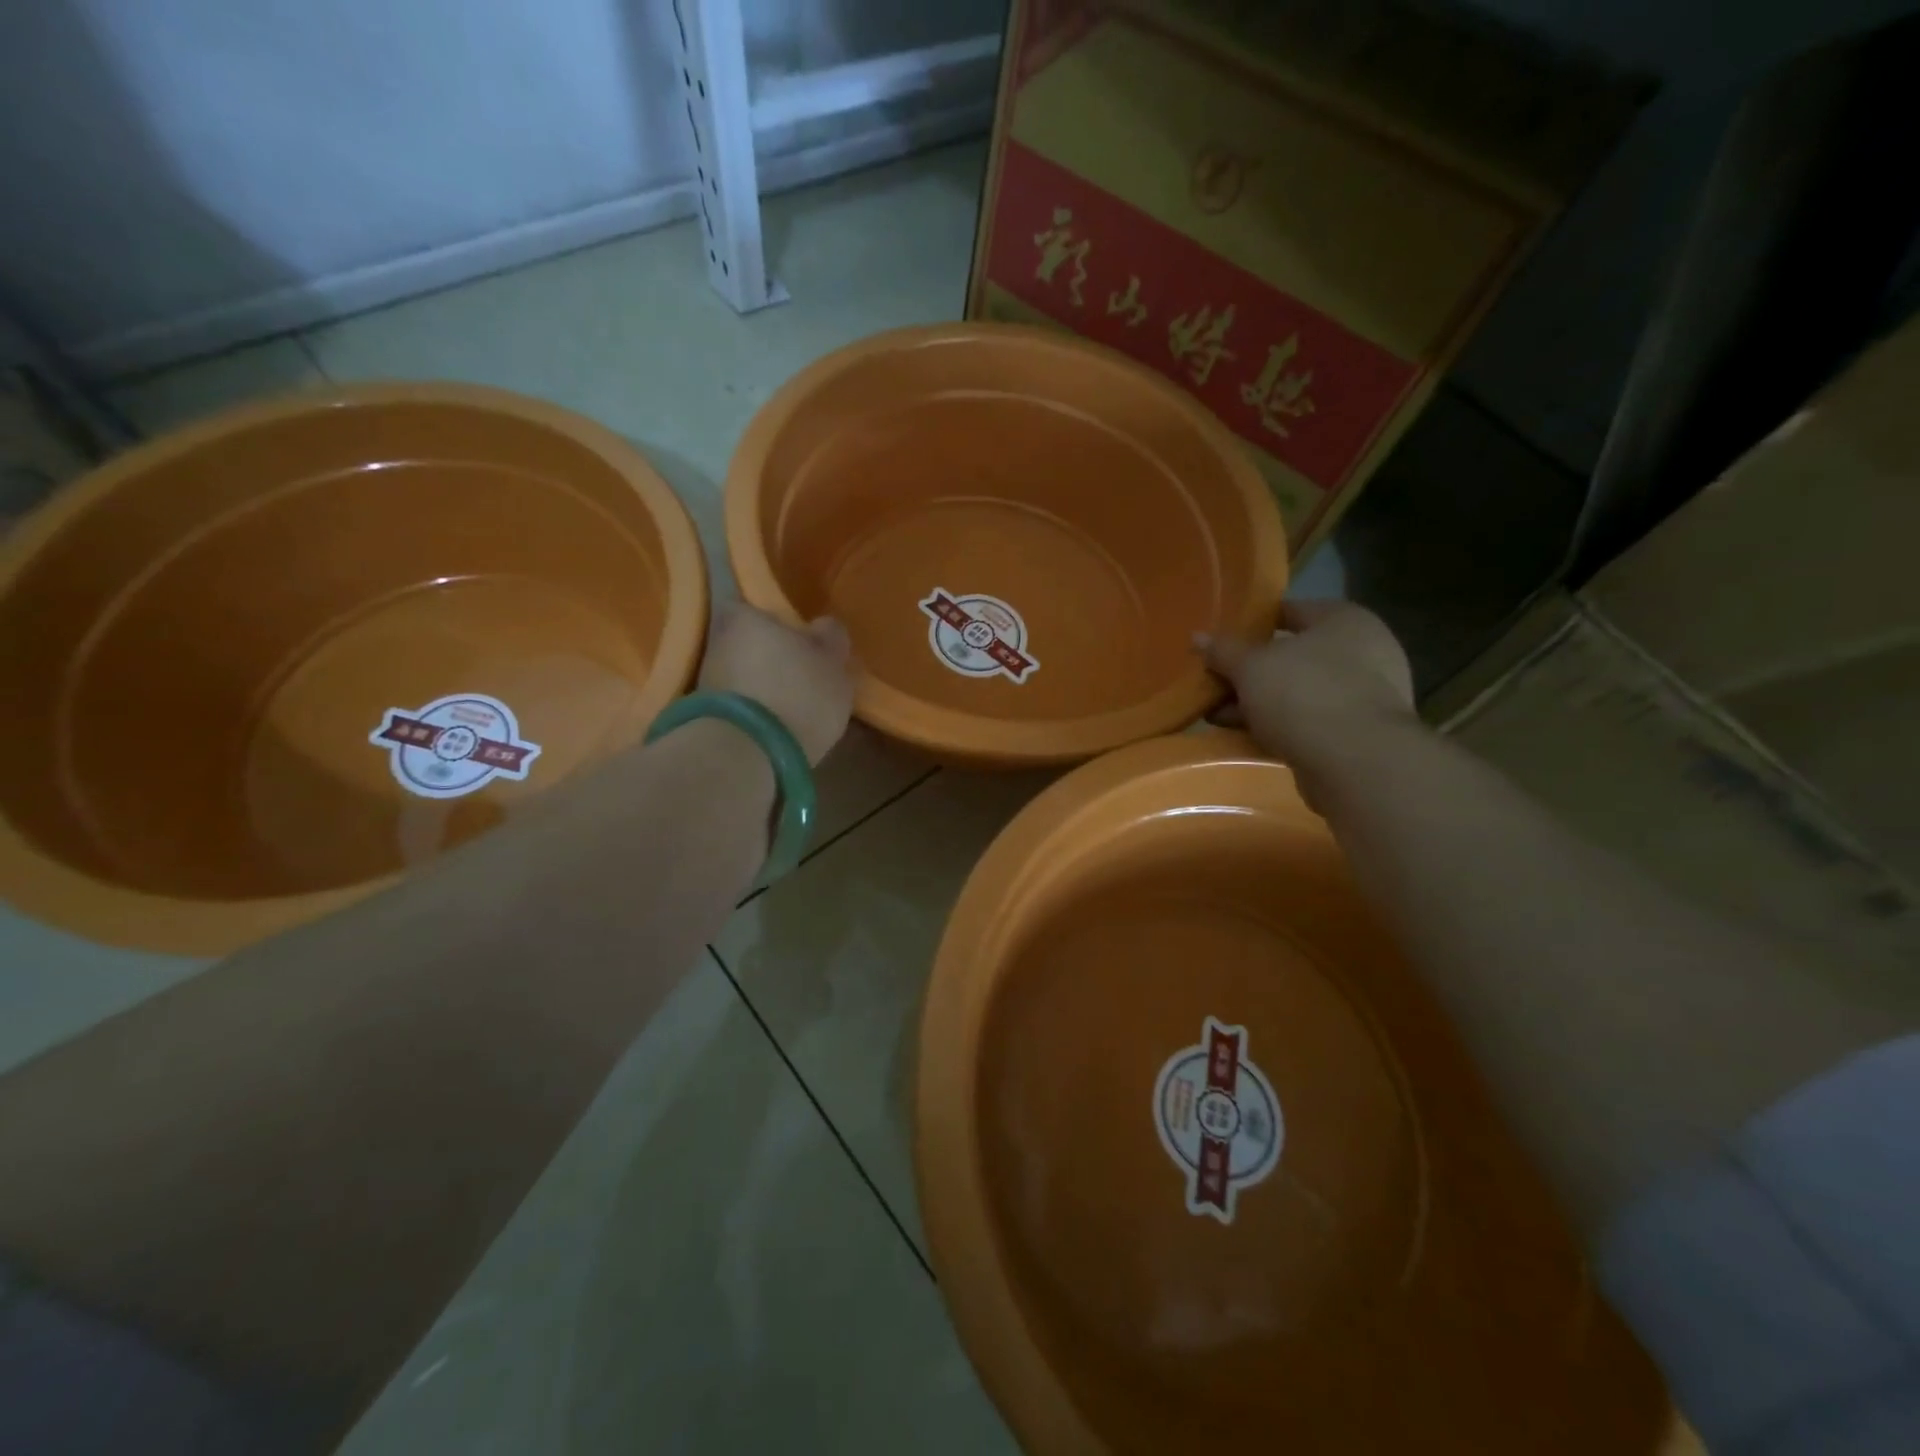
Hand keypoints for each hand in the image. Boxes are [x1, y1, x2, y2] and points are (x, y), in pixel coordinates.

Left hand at [699, 606, 853, 765]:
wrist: (748, 755)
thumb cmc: (797, 693)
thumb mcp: (833, 663)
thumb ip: (830, 639)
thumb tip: (823, 627)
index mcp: (744, 616)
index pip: (755, 607)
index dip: (777, 623)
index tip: (798, 641)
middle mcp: (716, 642)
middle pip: (747, 644)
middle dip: (769, 658)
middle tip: (801, 677)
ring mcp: (704, 682)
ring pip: (740, 676)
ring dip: (760, 688)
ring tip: (792, 710)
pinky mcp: (702, 719)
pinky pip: (735, 707)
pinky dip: (752, 714)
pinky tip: (775, 730)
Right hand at [1199, 602, 1414, 771]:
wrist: (1355, 762)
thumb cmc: (1304, 694)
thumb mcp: (1251, 667)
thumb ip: (1223, 651)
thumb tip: (1198, 637)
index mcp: (1343, 620)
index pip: (1289, 610)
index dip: (1252, 623)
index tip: (1221, 640)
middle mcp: (1362, 651)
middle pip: (1292, 655)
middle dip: (1250, 671)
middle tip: (1214, 682)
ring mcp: (1364, 695)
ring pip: (1297, 692)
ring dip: (1259, 703)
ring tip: (1218, 716)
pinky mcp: (1358, 733)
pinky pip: (1308, 721)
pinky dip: (1278, 726)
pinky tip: (1245, 737)